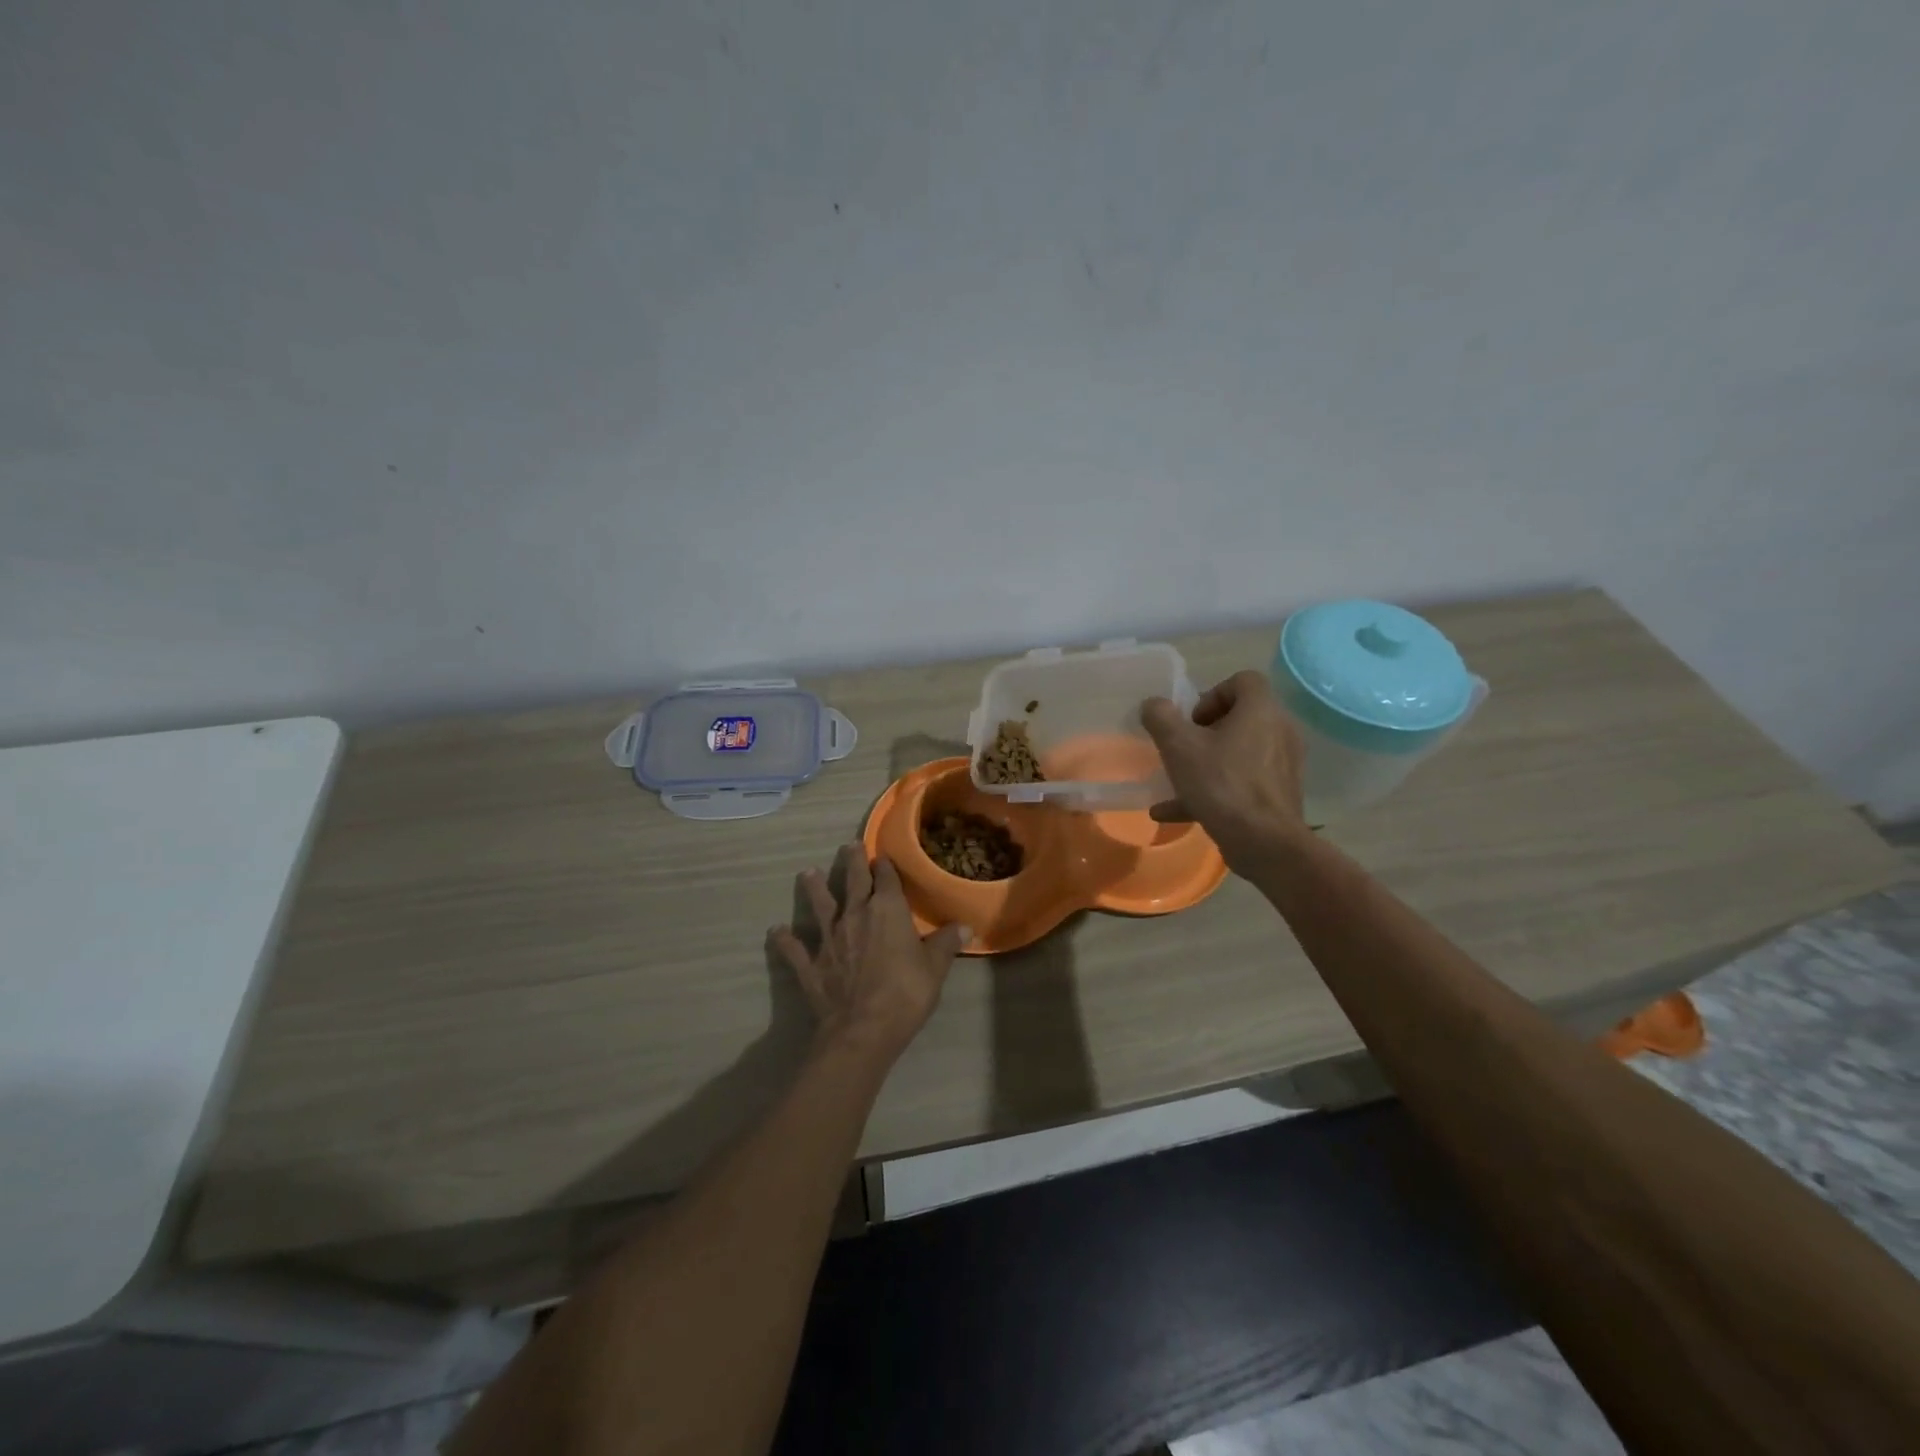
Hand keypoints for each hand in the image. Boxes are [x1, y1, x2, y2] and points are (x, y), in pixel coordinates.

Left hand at [768, 844, 968, 1063]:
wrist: (862, 1030)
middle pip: (853, 881)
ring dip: (813, 888)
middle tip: (848, 846)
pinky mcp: (810, 963)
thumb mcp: (935, 968)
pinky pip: (794, 949)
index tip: (883, 856)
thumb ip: (946, 943)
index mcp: (887, 910)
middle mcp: (855, 914)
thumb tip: (966, 926)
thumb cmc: (905, 994)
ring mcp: (829, 938)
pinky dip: (784, 940)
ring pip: (820, 905)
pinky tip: (776, 931)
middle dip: (852, 861)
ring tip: (807, 873)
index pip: (886, 878)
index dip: (885, 865)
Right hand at [1142, 670, 1308, 873]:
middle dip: (1206, 732)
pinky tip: (1177, 812)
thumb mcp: (1179, 747)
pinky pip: (1243, 782)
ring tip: (1176, 782)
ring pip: (1239, 753)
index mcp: (1261, 711)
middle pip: (1241, 717)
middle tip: (1184, 749)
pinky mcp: (1279, 794)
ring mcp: (1283, 765)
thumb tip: (1153, 705)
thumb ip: (1161, 718)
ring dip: (1207, 762)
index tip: (1191, 721)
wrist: (1265, 843)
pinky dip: (1215, 790)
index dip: (1212, 694)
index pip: (1243, 681)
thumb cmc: (1222, 784)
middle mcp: (1279, 731)